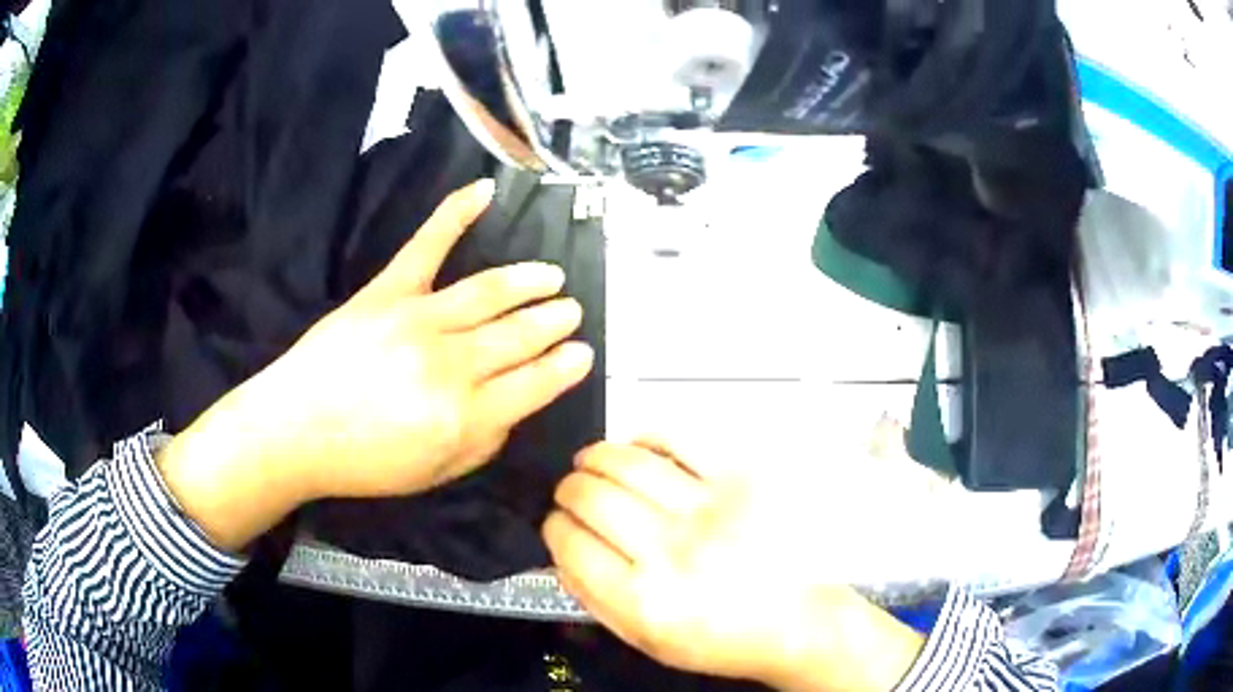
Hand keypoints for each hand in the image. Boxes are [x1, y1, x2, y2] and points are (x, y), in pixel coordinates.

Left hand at [160, 180, 594, 549]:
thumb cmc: (364, 462)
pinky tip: (484, 192)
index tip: (583, 353)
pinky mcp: (386, 292)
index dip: (564, 368)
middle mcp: (450, 365)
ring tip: (551, 276)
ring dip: (527, 281)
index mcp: (464, 417)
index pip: (534, 385)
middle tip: (571, 312)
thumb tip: (514, 408)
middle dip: (552, 322)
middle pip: (517, 336)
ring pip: (488, 292)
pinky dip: (454, 214)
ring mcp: (417, 320)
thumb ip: (484, 443)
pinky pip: (426, 246)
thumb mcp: (435, 474)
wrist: (295, 431)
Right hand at [543, 441, 924, 691]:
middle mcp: (672, 552)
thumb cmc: (720, 639)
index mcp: (644, 601)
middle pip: (591, 498)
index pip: (570, 543)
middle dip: (568, 490)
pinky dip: (646, 438)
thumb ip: (594, 599)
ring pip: (626, 464)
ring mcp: (709, 510)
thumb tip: (559, 549)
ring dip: (595, 458)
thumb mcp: (646, 641)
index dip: (553, 527)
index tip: (557, 523)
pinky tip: (636, 448)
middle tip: (570, 491)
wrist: (795, 622)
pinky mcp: (739, 481)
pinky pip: (678, 439)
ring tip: (590, 463)